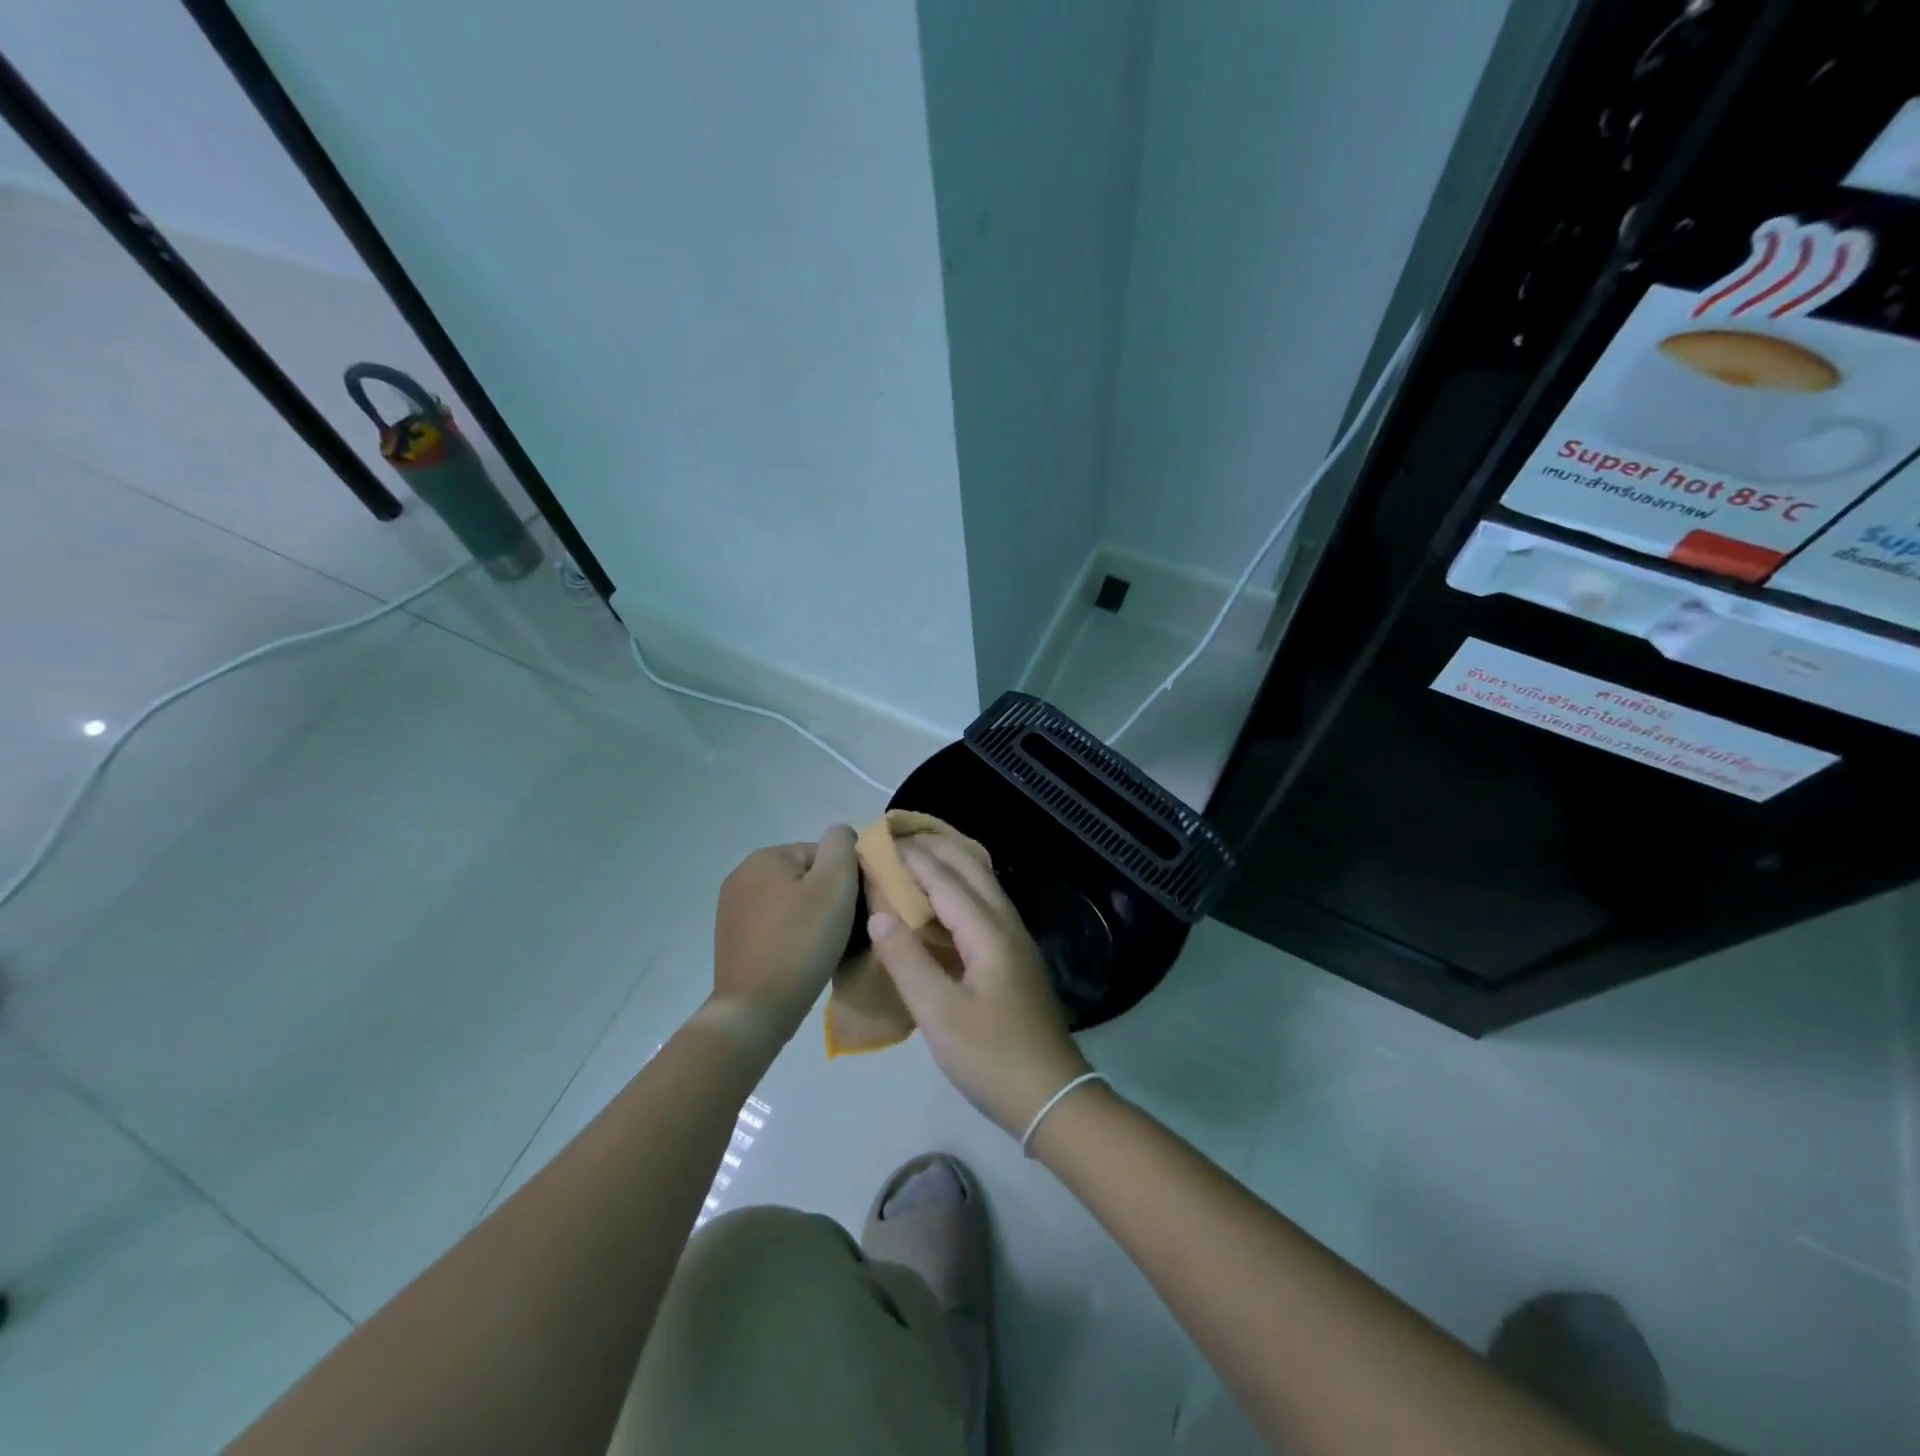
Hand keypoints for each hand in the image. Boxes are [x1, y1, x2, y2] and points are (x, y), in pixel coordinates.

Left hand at [711, 825, 858, 1047]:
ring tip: (824, 949)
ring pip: (791, 903)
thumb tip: (841, 834)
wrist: (756, 1010)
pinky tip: (801, 959)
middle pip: (806, 877)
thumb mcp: (835, 885)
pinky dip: (791, 937)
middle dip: (827, 900)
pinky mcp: (732, 939)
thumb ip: (842, 846)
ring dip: (810, 919)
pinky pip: (774, 926)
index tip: (853, 912)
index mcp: (765, 857)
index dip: (845, 881)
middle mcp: (742, 875)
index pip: (823, 855)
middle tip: (842, 932)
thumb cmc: (801, 942)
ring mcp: (732, 909)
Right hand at [868, 836, 1091, 1136]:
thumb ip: (907, 961)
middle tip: (897, 836)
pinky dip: (960, 887)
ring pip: (983, 884)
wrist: (1052, 1096)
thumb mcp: (939, 1015)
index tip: (878, 840)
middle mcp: (1006, 924)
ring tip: (917, 856)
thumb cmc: (992, 1057)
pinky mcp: (1015, 958)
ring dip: (951, 863)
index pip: (944, 879)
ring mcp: (1015, 940)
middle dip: (935, 847)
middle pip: (971, 869)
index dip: (911, 858)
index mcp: (988, 932)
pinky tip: (943, 902)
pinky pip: (985, 904)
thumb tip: (879, 914)